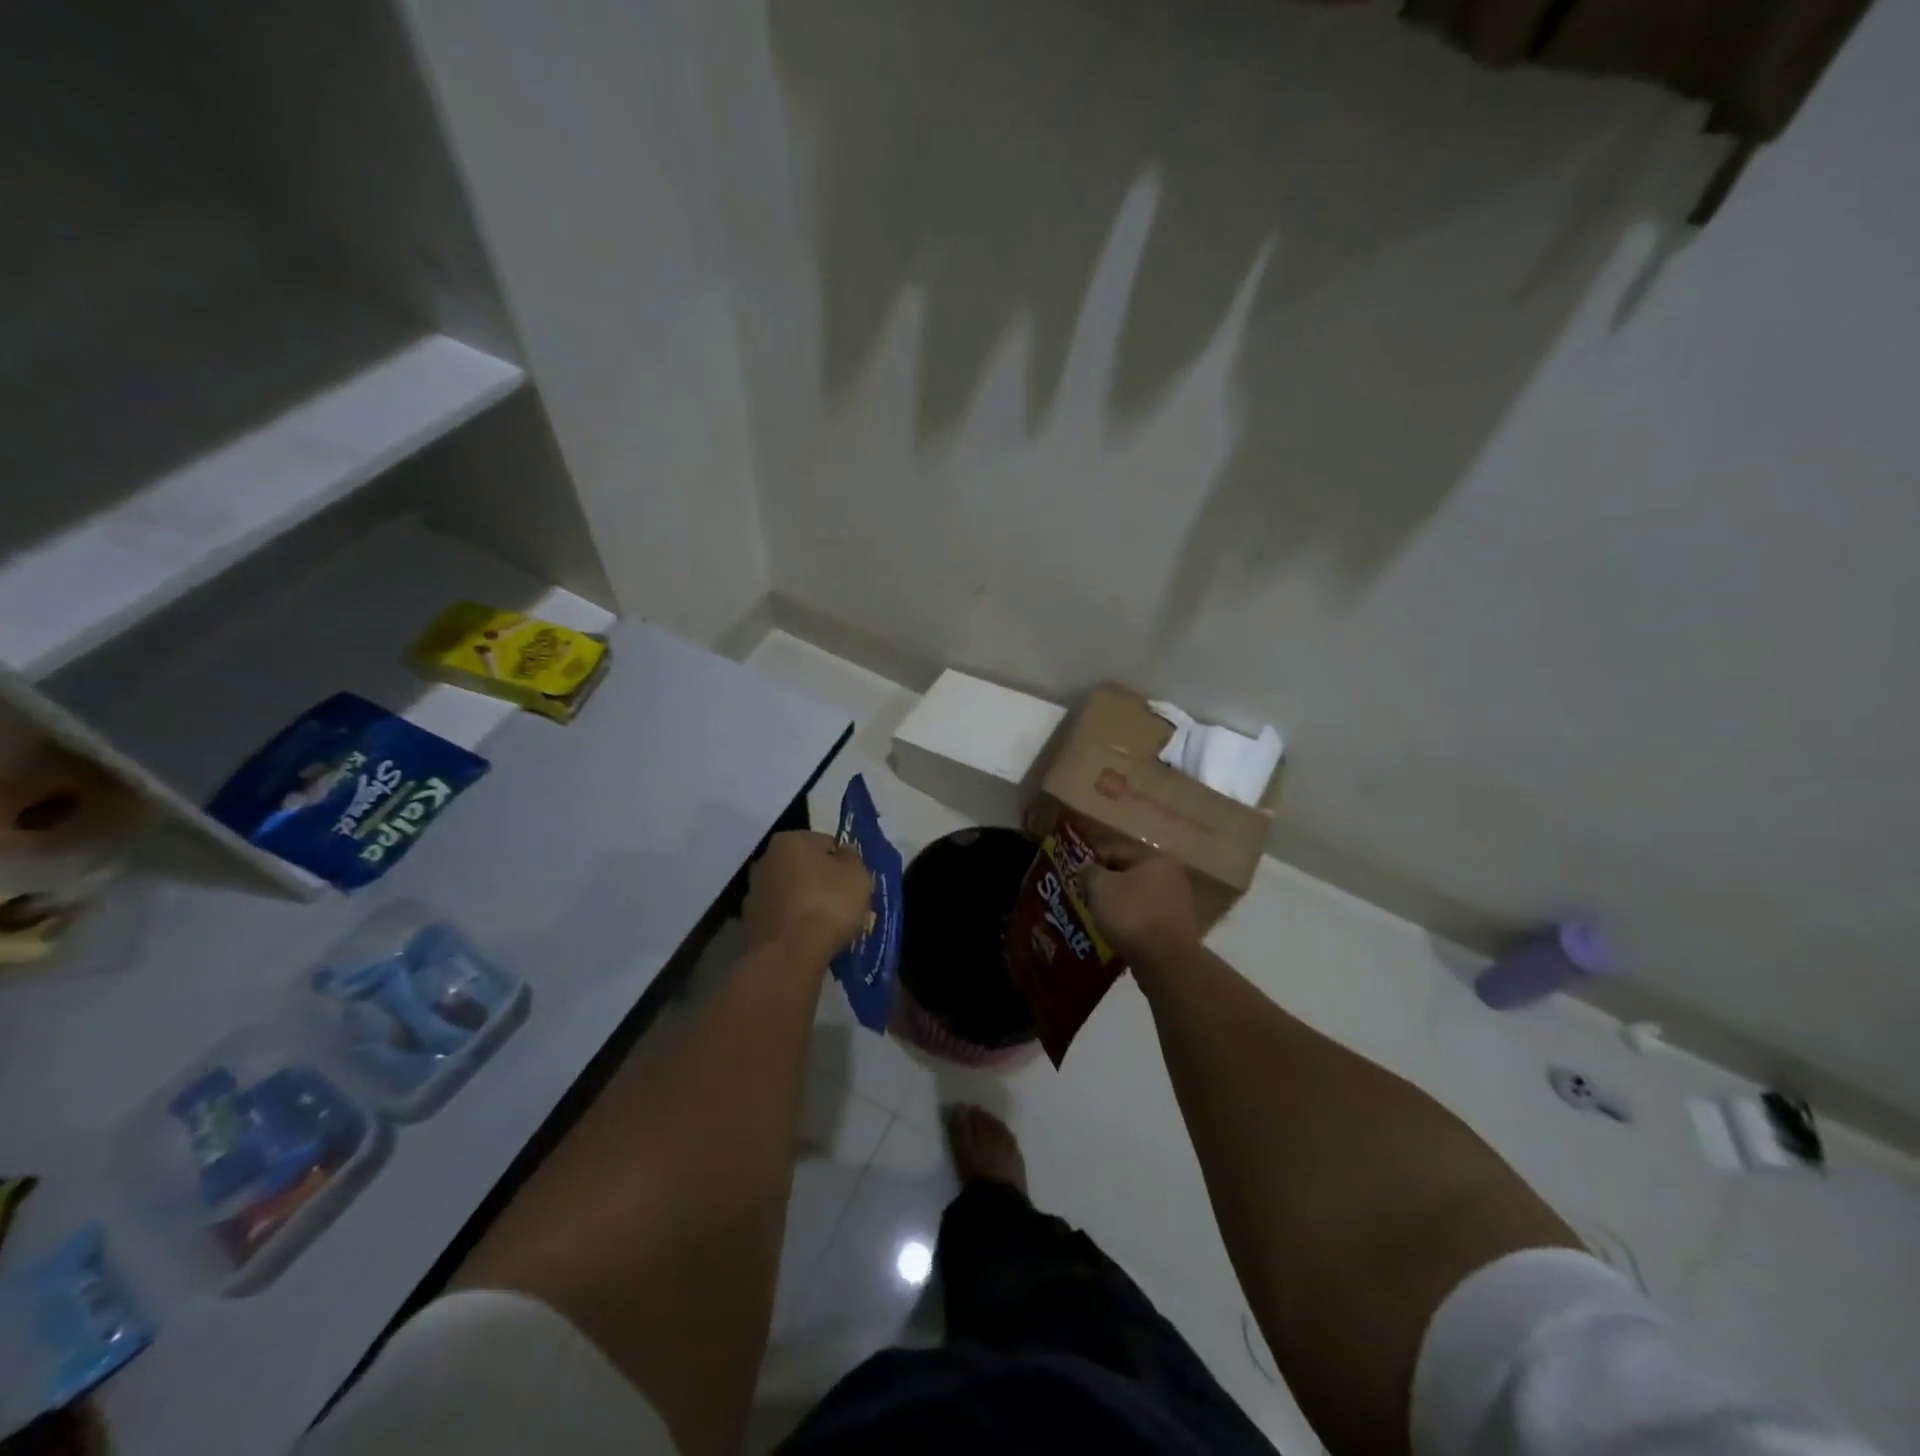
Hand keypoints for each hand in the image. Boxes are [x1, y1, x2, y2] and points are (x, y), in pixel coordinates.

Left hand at [745, 831, 872, 960]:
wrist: (788, 956)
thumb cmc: (828, 905)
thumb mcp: (857, 875)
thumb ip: (851, 858)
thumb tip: (843, 853)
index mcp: (790, 840)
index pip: (826, 843)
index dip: (843, 863)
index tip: (853, 884)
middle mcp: (766, 859)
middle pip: (805, 867)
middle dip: (822, 882)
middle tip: (842, 904)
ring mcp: (754, 892)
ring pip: (792, 892)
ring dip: (807, 903)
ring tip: (827, 926)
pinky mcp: (750, 922)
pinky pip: (782, 917)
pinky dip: (794, 923)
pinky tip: (808, 939)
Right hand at [1077, 850, 1202, 966]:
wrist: (1166, 961)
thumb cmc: (1131, 914)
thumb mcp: (1100, 887)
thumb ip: (1089, 872)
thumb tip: (1086, 868)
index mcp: (1156, 858)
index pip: (1115, 852)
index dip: (1092, 863)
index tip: (1075, 878)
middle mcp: (1173, 876)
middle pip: (1128, 876)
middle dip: (1106, 887)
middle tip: (1084, 898)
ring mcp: (1178, 904)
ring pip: (1137, 899)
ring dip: (1117, 907)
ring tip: (1097, 919)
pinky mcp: (1177, 930)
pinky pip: (1145, 920)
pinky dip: (1130, 924)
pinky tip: (1115, 935)